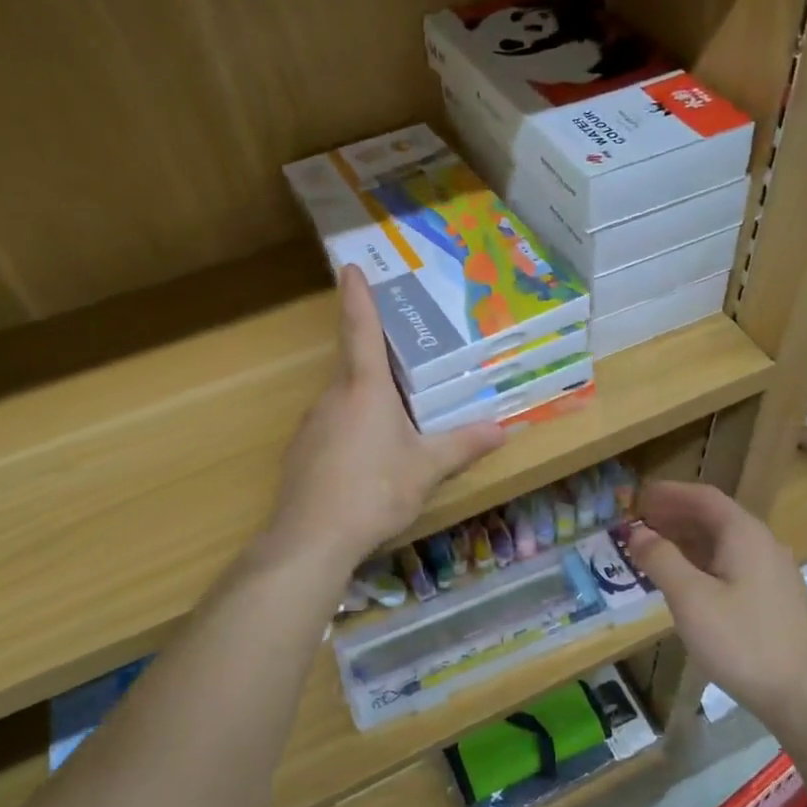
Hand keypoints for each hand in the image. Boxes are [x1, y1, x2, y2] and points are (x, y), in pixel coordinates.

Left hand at [269, 266, 505, 572]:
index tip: (350, 267)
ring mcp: (313, 425)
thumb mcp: (426, 469)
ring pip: (345, 400)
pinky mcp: (302, 452)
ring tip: (399, 420)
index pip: (361, 330)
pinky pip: (334, 427)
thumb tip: (504, 430)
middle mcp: (334, 397)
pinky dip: (353, 429)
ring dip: (369, 400)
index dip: (358, 297)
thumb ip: (463, 445)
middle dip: (378, 359)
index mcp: (365, 388)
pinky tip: (370, 459)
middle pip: (355, 366)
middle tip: (408, 359)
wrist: (310, 538)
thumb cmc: (374, 490)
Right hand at [622, 481, 806, 734]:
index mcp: (744, 534)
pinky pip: (732, 564)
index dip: (669, 493)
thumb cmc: (742, 641)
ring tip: (655, 551)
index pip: (703, 496)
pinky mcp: (775, 598)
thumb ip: (661, 559)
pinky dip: (703, 561)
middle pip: (715, 517)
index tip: (638, 497)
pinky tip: (686, 583)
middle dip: (675, 516)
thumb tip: (637, 532)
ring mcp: (773, 572)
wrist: (802, 695)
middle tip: (640, 524)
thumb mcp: (691, 599)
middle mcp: (763, 543)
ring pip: (723, 542)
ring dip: (688, 540)